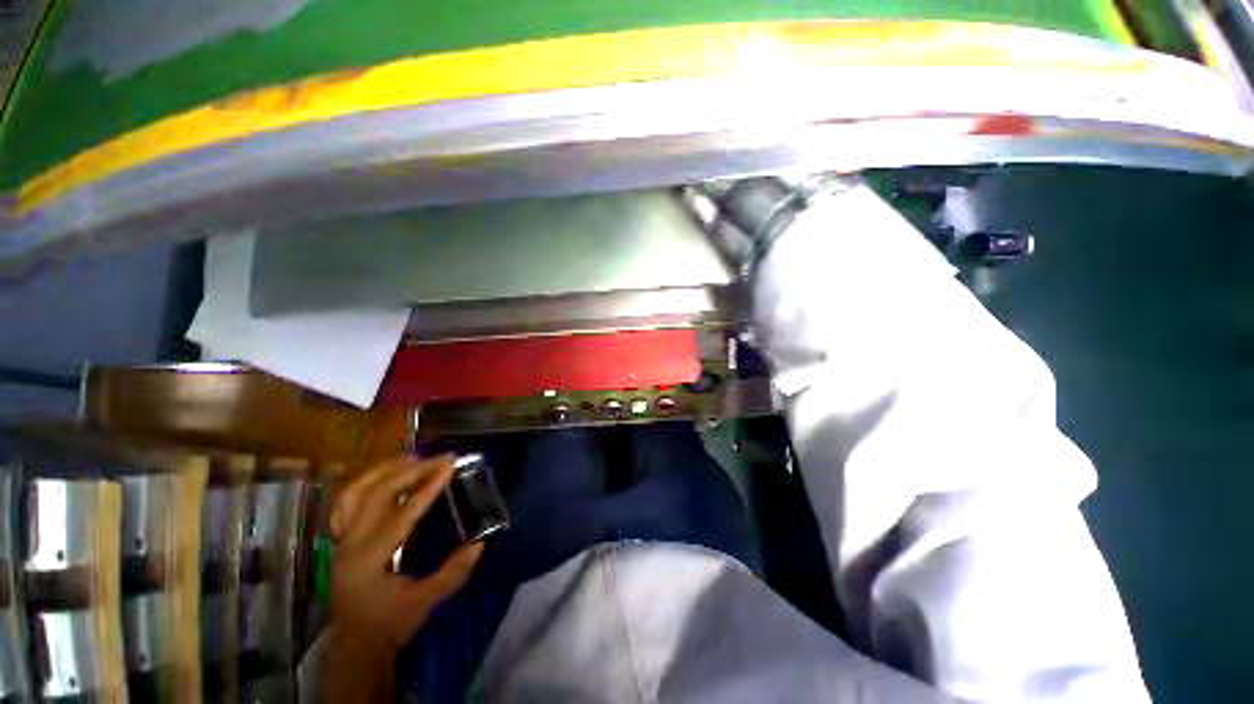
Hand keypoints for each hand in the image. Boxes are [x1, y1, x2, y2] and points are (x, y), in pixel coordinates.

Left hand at [330, 454, 484, 648]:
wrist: (355, 646)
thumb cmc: (390, 625)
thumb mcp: (426, 601)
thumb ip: (453, 572)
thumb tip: (480, 543)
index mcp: (370, 560)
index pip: (402, 514)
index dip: (428, 486)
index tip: (450, 464)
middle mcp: (350, 545)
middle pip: (378, 495)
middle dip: (412, 471)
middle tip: (439, 458)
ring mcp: (341, 541)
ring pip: (355, 493)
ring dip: (384, 470)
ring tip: (412, 457)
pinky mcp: (341, 541)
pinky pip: (346, 503)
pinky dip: (366, 484)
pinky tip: (385, 476)